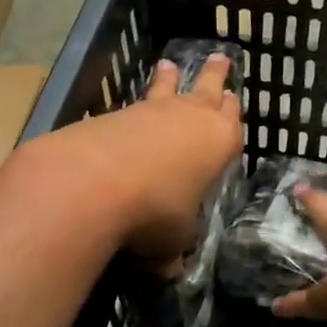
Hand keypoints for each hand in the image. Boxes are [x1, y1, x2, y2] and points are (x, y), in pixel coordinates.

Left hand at [31, 53, 242, 264]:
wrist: (93, 182)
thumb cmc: (155, 211)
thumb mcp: (174, 239)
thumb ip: (175, 247)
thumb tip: (168, 268)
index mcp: (219, 141)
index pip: (233, 121)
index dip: (232, 112)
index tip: (233, 99)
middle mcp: (190, 118)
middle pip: (207, 88)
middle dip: (214, 75)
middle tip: (219, 59)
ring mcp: (151, 111)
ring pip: (166, 88)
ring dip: (168, 78)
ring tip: (168, 66)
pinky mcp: (114, 114)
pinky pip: (132, 106)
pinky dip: (134, 108)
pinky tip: (127, 114)